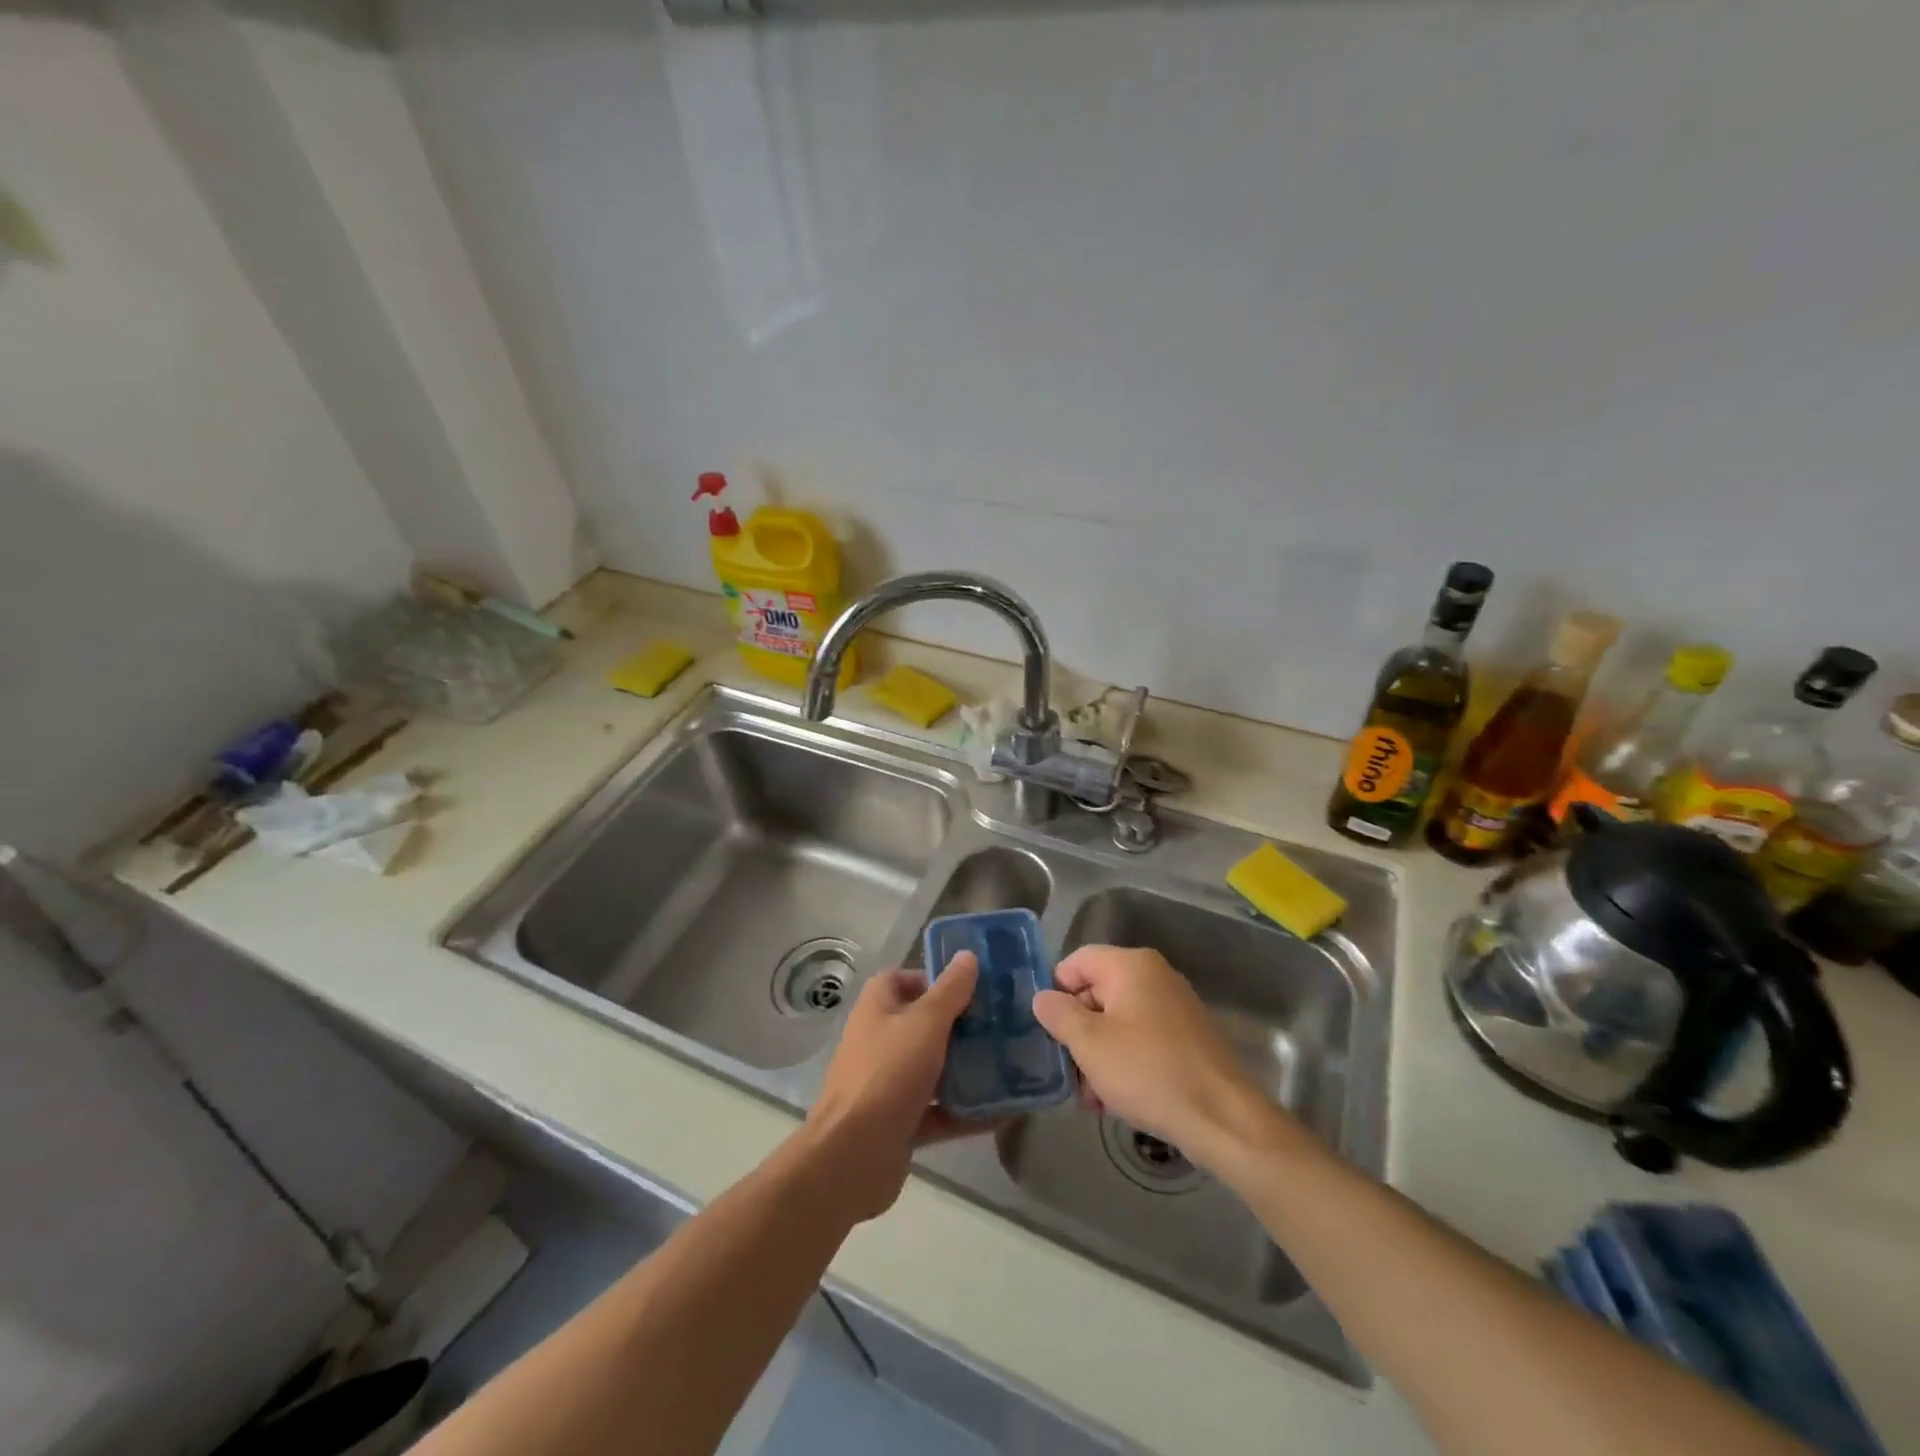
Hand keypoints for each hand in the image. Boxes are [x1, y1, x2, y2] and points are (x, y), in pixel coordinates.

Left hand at [801, 952, 982, 1221]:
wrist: (852, 1157)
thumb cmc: (888, 1073)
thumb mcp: (926, 1023)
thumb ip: (949, 990)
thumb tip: (967, 955)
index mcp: (877, 1009)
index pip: (901, 980)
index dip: (932, 979)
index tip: (970, 987)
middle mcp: (878, 1042)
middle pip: (921, 1024)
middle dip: (958, 1025)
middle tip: (999, 1025)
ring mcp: (887, 1085)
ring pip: (931, 1069)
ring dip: (964, 1069)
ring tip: (1007, 1064)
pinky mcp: (898, 1123)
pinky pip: (938, 1112)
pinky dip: (965, 1112)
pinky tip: (1002, 1112)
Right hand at [1033, 945, 1299, 1171]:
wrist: (1223, 1118)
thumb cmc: (1148, 1072)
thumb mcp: (1090, 1043)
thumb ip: (1059, 1014)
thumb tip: (1043, 997)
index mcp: (1131, 965)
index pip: (1076, 962)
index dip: (1056, 992)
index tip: (1049, 1032)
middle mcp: (1155, 975)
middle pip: (1097, 991)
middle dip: (1078, 1032)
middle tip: (1069, 1072)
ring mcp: (1174, 1005)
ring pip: (1118, 1020)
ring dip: (1099, 1054)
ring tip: (1093, 1097)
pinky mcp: (1187, 1036)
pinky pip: (1142, 1038)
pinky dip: (1125, 1061)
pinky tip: (1118, 1099)